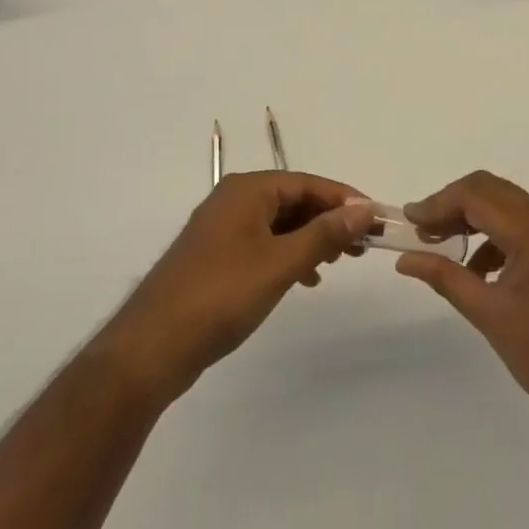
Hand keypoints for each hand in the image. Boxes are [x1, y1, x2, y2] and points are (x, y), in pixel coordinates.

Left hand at [95, 172, 375, 404]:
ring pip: (279, 223)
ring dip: (310, 238)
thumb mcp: (280, 263)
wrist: (152, 346)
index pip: (306, 182)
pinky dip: (288, 254)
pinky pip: (263, 243)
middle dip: (329, 219)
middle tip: (362, 245)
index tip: (375, 218)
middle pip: (293, 199)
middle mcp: (233, 200)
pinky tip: (305, 278)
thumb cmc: (221, 295)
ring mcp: (222, 229)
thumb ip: (324, 234)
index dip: (343, 198)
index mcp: (247, 190)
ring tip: (338, 262)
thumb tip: (364, 208)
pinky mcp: (216, 257)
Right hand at [397, 171, 528, 457]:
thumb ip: (445, 278)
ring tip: (443, 247)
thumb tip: (404, 259)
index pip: (476, 195)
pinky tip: (479, 269)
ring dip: (474, 218)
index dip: (438, 203)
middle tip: (423, 229)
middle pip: (492, 190)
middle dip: (453, 204)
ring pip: (508, 206)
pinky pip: (525, 227)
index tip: (409, 220)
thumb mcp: (490, 316)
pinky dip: (496, 236)